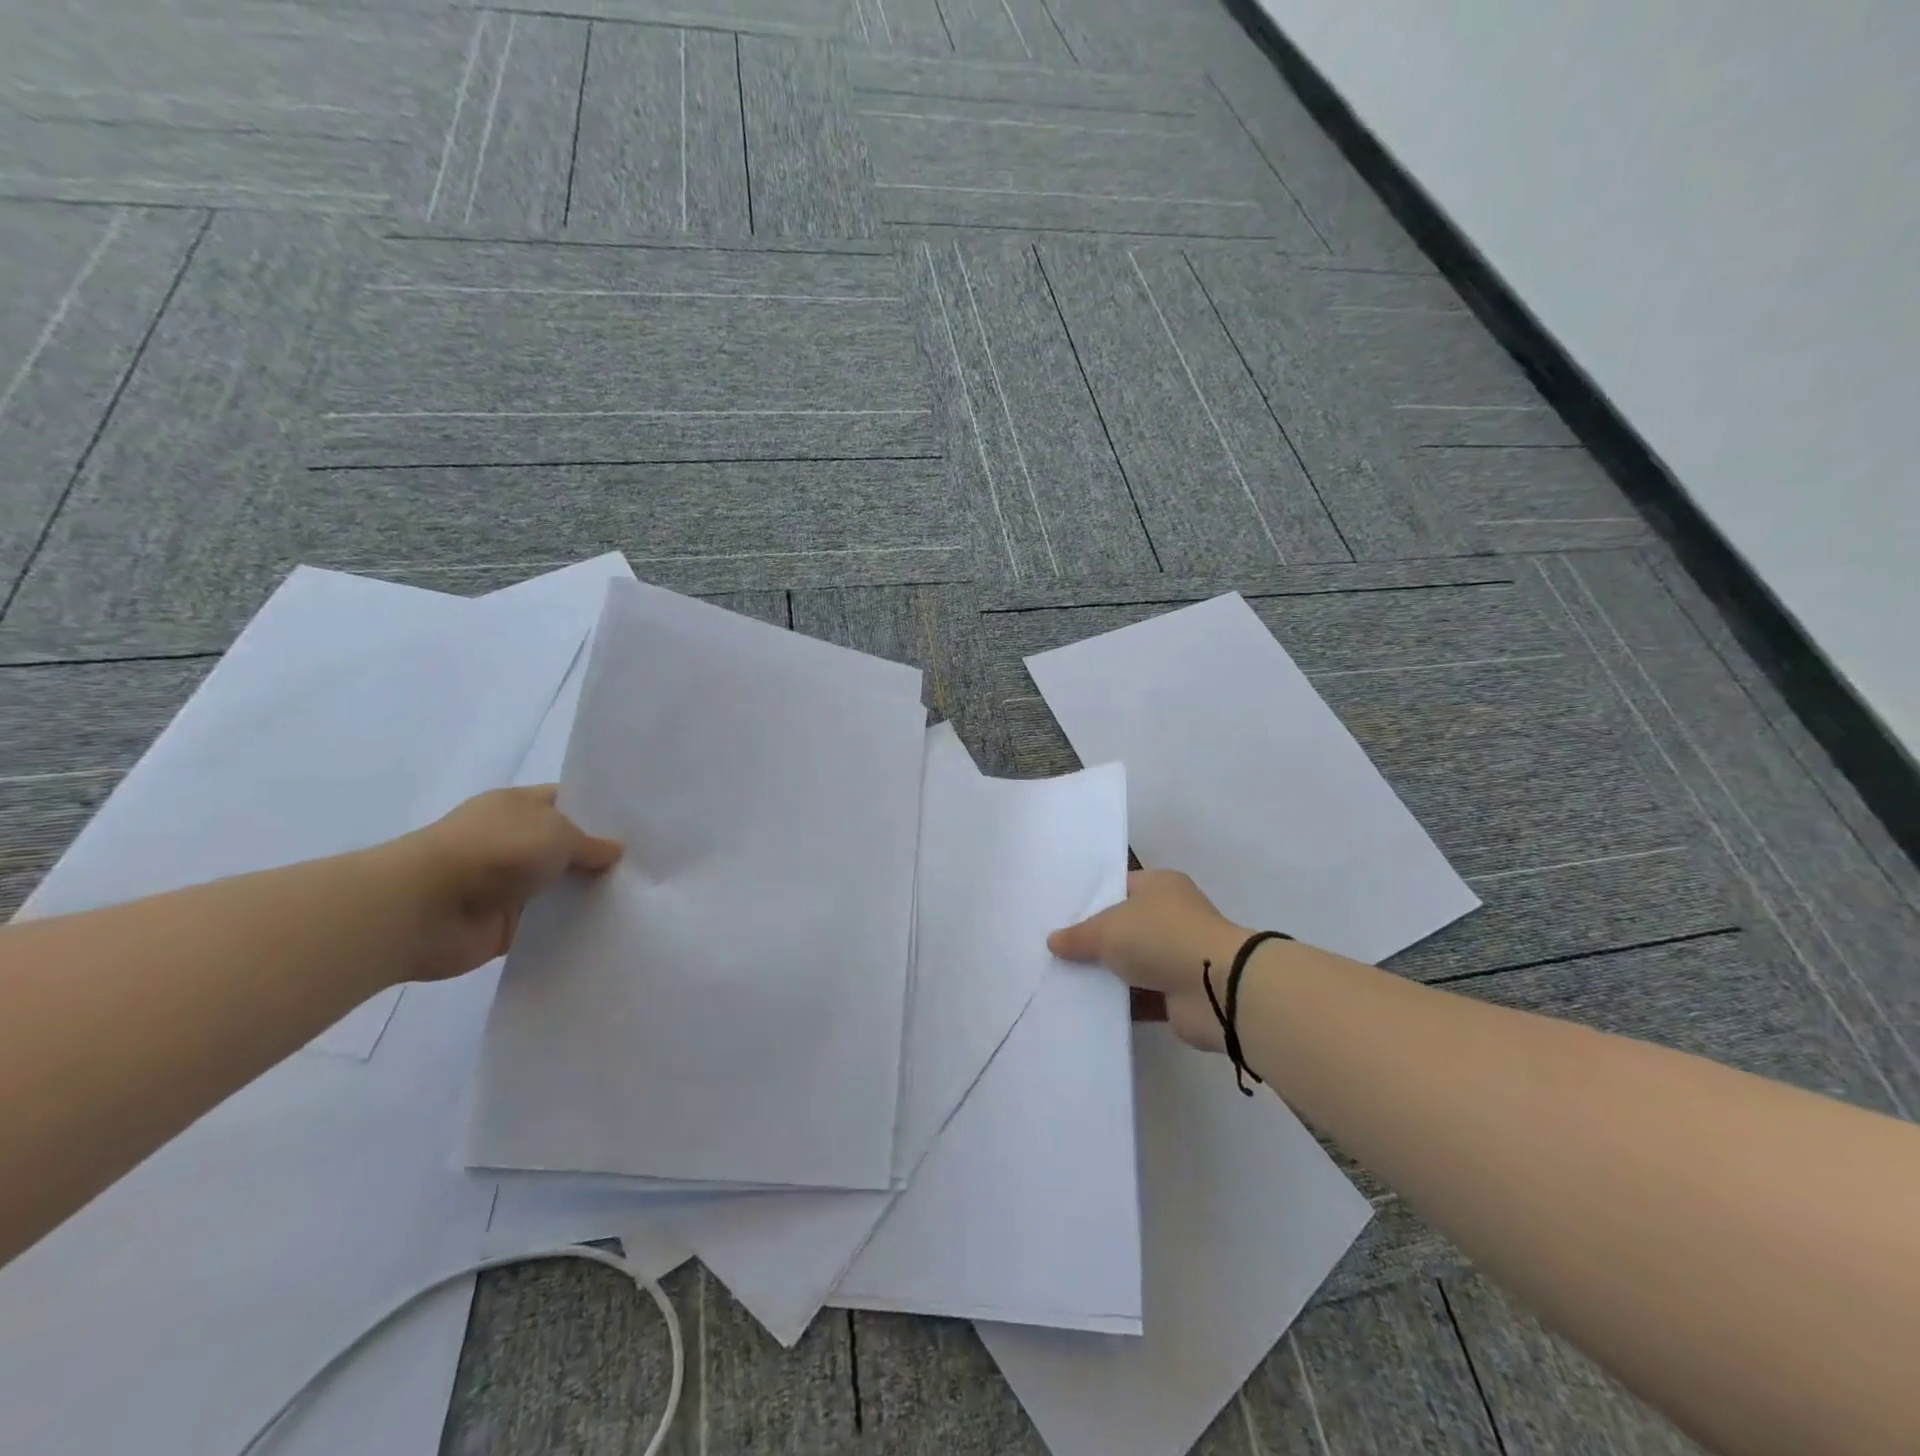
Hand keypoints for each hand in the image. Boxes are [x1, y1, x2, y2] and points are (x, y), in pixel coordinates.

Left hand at [384, 786, 622, 981]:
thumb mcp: (556, 833)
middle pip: (568, 847)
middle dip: (602, 857)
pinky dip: (572, 927)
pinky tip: (610, 928)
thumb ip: (591, 843)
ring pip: (561, 887)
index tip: (641, 825)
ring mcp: (508, 884)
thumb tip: (616, 850)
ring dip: (588, 894)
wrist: (423, 908)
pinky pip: (549, 924)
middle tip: (650, 865)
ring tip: (641, 898)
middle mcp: (513, 841)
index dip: (602, 812)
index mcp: (519, 806)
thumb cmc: (493, 851)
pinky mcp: (506, 924)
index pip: (569, 802)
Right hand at [1049, 869, 1250, 1053]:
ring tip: (1063, 981)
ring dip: (1108, 975)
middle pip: (1124, 926)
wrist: (1216, 988)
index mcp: (1159, 886)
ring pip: (1132, 962)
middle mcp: (1171, 915)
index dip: (1091, 900)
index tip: (1060, 916)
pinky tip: (1088, 1008)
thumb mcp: (1108, 929)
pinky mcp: (1180, 992)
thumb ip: (1079, 936)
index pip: (1119, 886)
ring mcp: (1178, 954)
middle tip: (1056, 951)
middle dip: (1095, 940)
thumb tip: (1053, 941)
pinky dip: (1121, 1003)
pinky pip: (1142, 995)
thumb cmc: (1160, 937)